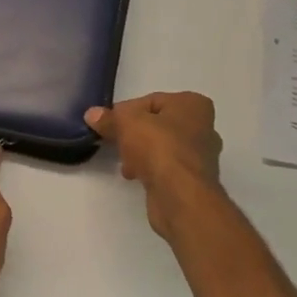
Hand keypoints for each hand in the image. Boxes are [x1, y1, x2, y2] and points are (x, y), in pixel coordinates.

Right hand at [86, 92, 223, 239]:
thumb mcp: (127, 124)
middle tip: (115, 142)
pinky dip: (150, 169)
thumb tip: (92, 114)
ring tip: (125, 163)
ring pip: (161, 147)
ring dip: (140, 153)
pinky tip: (135, 176)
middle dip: (134, 134)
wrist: (180, 196)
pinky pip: (165, 167)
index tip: (109, 124)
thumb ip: (110, 118)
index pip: (152, 101)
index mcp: (193, 104)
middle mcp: (203, 127)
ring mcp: (200, 156)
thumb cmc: (159, 147)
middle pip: (157, 124)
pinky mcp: (193, 180)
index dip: (127, 111)